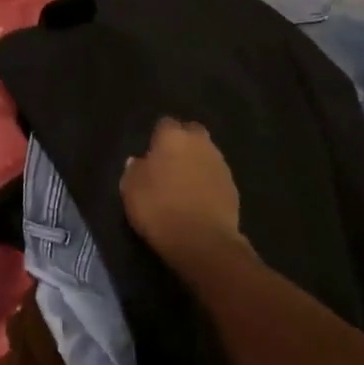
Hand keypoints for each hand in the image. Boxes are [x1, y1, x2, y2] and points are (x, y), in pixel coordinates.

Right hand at [120, 118, 244, 266]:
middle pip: (191, 133)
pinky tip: (197, 200)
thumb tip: (138, 161)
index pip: (165, 124)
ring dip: (196, 163)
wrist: (202, 240)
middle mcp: (200, 143)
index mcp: (173, 137)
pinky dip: (207, 183)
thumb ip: (134, 171)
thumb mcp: (131, 191)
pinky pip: (215, 176)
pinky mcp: (233, 186)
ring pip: (206, 154)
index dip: (157, 138)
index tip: (150, 154)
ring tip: (183, 185)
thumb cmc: (159, 209)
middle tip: (168, 164)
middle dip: (182, 143)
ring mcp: (220, 164)